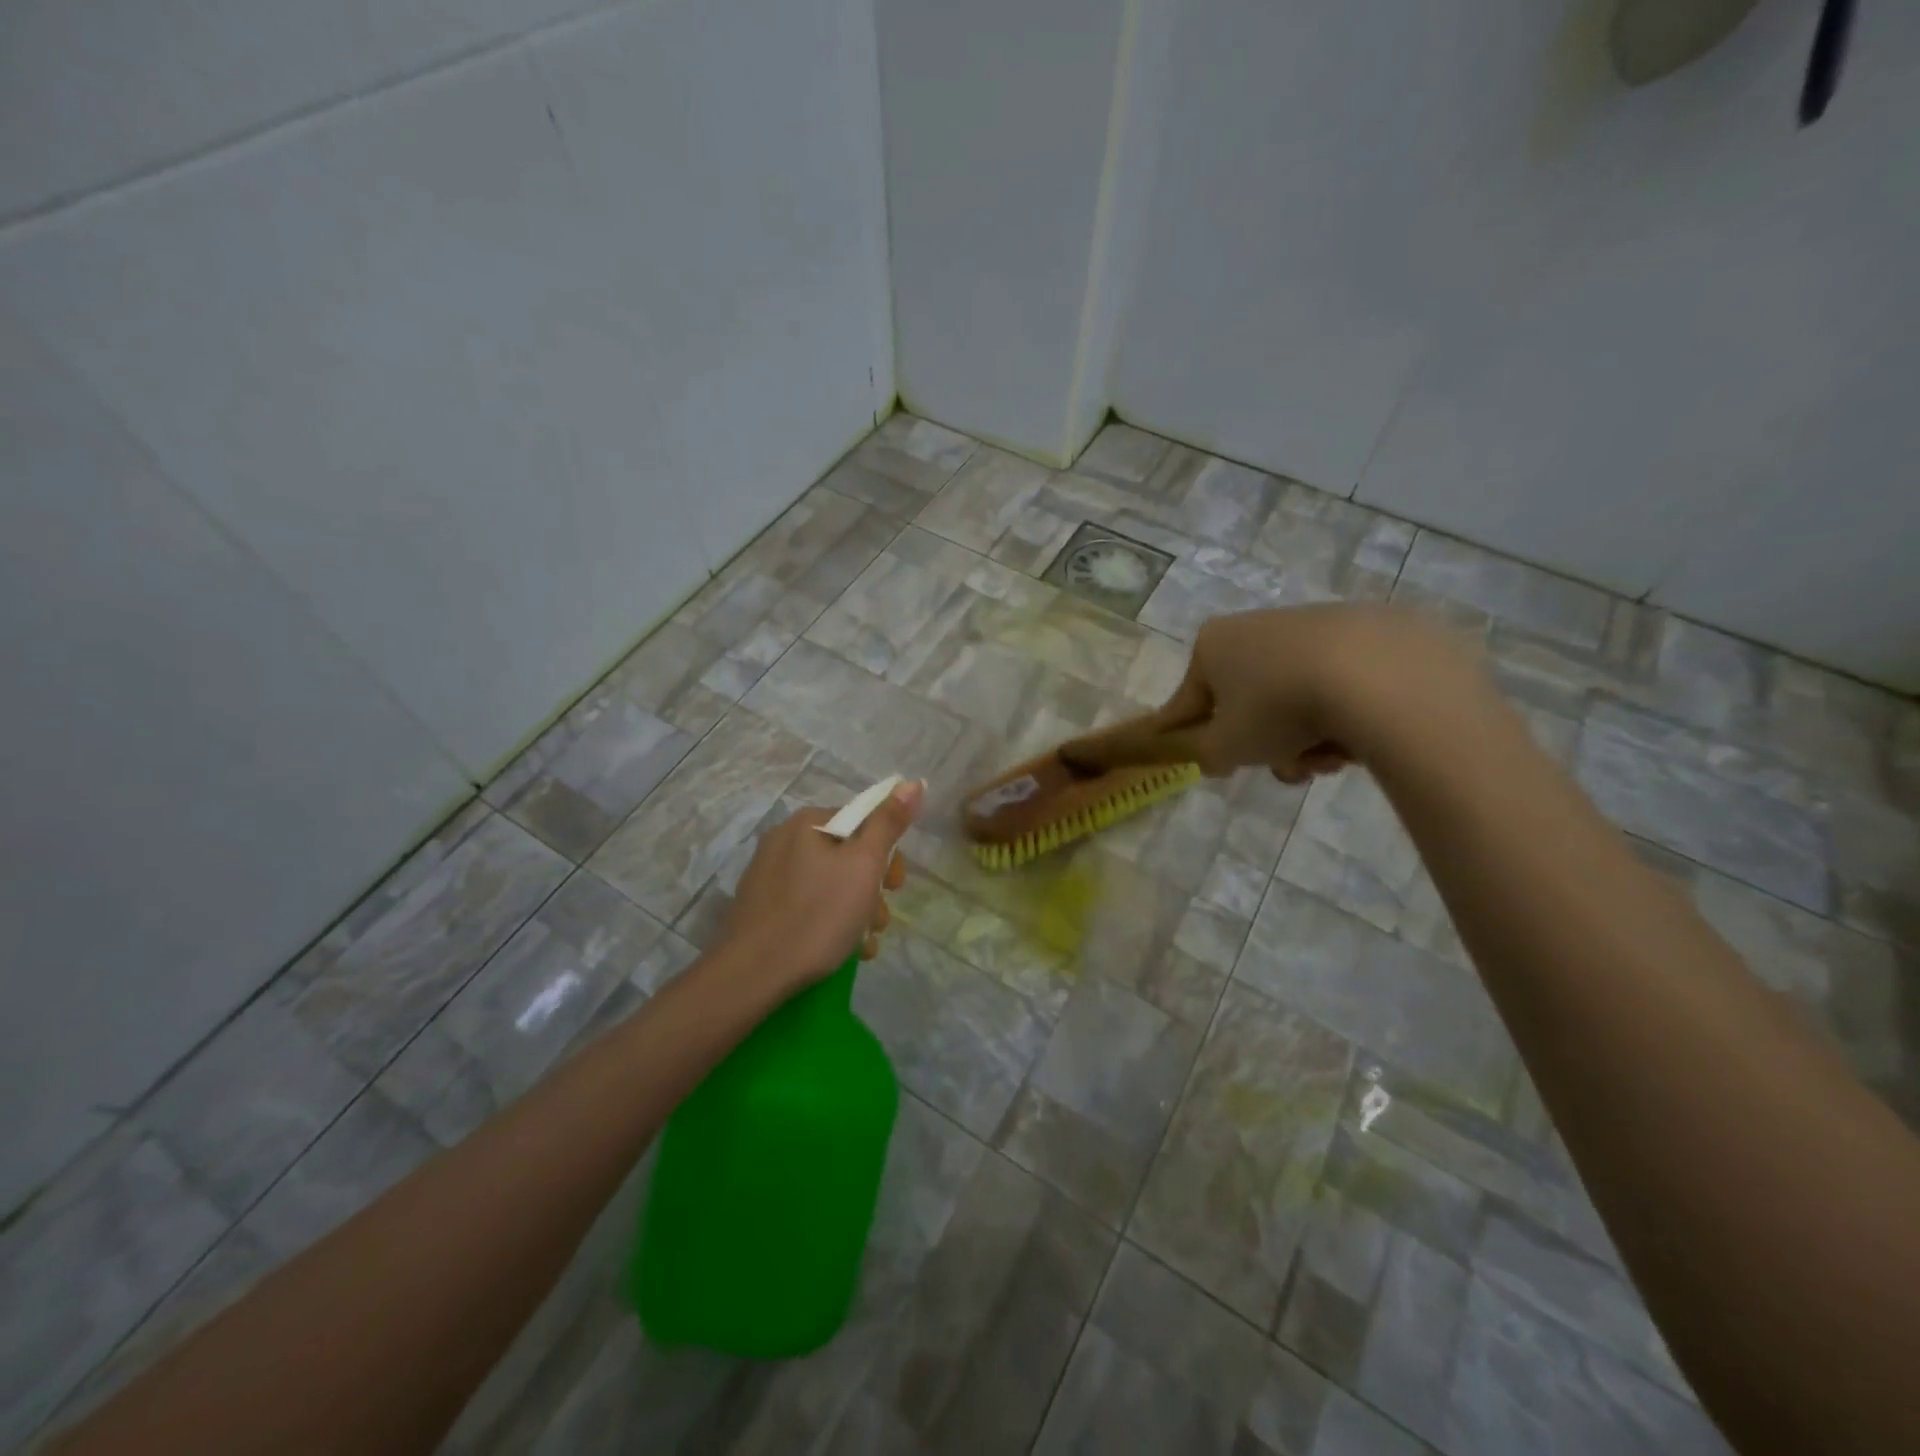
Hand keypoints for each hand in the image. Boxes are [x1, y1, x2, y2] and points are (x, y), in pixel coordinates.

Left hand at [722, 779, 922, 989]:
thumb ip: (889, 823)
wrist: (753, 973)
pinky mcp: (761, 907)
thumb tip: (912, 782)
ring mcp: (769, 874)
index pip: (863, 822)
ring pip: (830, 884)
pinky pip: (808, 904)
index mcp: (808, 823)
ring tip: (863, 943)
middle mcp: (784, 839)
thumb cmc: (818, 915)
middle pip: (847, 856)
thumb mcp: (864, 866)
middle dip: (872, 889)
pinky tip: (842, 950)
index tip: (895, 886)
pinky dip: (829, 922)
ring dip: (856, 911)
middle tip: (879, 920)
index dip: (887, 854)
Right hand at [1128, 604, 1482, 781]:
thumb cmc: (1278, 709)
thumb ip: (1201, 755)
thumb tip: (1206, 754)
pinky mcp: (1365, 630)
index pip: (1187, 701)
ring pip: (1294, 697)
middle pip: (1248, 702)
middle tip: (1285, 769)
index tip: (1195, 757)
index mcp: (1212, 644)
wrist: (1377, 675)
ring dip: (1304, 737)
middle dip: (1266, 743)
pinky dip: (1341, 713)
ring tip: (1328, 760)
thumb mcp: (1225, 748)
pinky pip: (1336, 684)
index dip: (1187, 735)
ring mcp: (1313, 624)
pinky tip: (1358, 737)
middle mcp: (1256, 624)